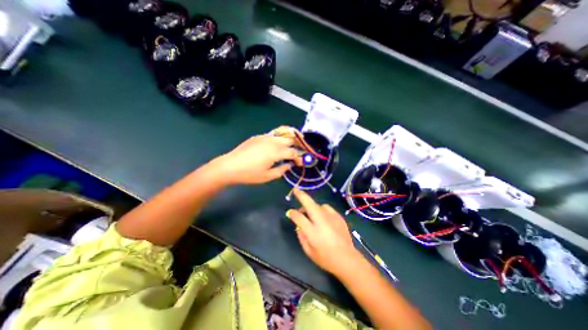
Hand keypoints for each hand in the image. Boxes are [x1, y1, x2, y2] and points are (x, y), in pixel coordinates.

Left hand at [212, 128, 301, 184]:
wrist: (230, 166)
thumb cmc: (249, 174)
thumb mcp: (268, 176)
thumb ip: (282, 170)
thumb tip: (289, 165)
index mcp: (275, 152)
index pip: (293, 152)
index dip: (299, 157)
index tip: (301, 162)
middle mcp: (272, 141)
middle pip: (290, 138)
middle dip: (299, 143)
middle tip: (303, 147)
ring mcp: (265, 137)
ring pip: (282, 132)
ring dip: (291, 135)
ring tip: (297, 138)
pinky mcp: (258, 136)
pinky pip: (273, 134)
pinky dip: (280, 136)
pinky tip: (280, 141)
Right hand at [286, 188, 360, 275]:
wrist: (347, 260)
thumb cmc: (326, 258)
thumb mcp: (308, 251)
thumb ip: (301, 236)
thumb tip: (298, 224)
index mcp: (313, 232)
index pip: (299, 217)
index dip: (292, 213)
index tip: (289, 212)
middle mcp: (322, 221)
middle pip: (309, 204)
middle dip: (301, 196)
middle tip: (296, 191)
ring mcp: (332, 217)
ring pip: (319, 205)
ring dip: (312, 207)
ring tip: (311, 214)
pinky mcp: (339, 217)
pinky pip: (327, 209)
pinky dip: (322, 210)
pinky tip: (322, 218)